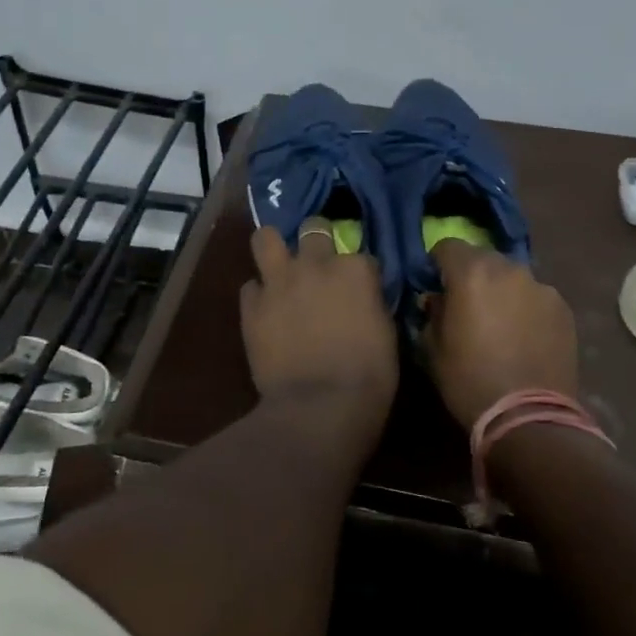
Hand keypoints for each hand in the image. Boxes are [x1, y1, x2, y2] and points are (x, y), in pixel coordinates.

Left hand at [240, 223, 398, 427]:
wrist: (319, 406)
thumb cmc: (368, 377)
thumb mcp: (386, 333)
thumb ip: (370, 303)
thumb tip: (362, 300)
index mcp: (356, 270)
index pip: (360, 255)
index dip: (358, 272)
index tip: (358, 289)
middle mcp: (315, 264)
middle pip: (314, 229)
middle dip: (317, 240)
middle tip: (317, 263)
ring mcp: (279, 281)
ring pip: (266, 238)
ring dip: (274, 248)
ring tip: (278, 263)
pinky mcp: (251, 305)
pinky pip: (250, 286)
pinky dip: (258, 295)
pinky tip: (265, 310)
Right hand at [423, 240, 578, 431]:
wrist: (529, 417)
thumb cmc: (469, 380)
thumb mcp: (433, 348)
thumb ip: (433, 312)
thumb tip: (437, 299)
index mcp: (471, 273)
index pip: (447, 245)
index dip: (438, 263)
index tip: (435, 284)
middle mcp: (508, 270)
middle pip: (483, 258)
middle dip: (471, 274)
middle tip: (467, 304)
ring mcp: (541, 287)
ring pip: (512, 277)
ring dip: (501, 290)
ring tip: (500, 323)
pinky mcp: (563, 308)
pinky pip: (536, 297)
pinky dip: (526, 307)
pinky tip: (525, 336)